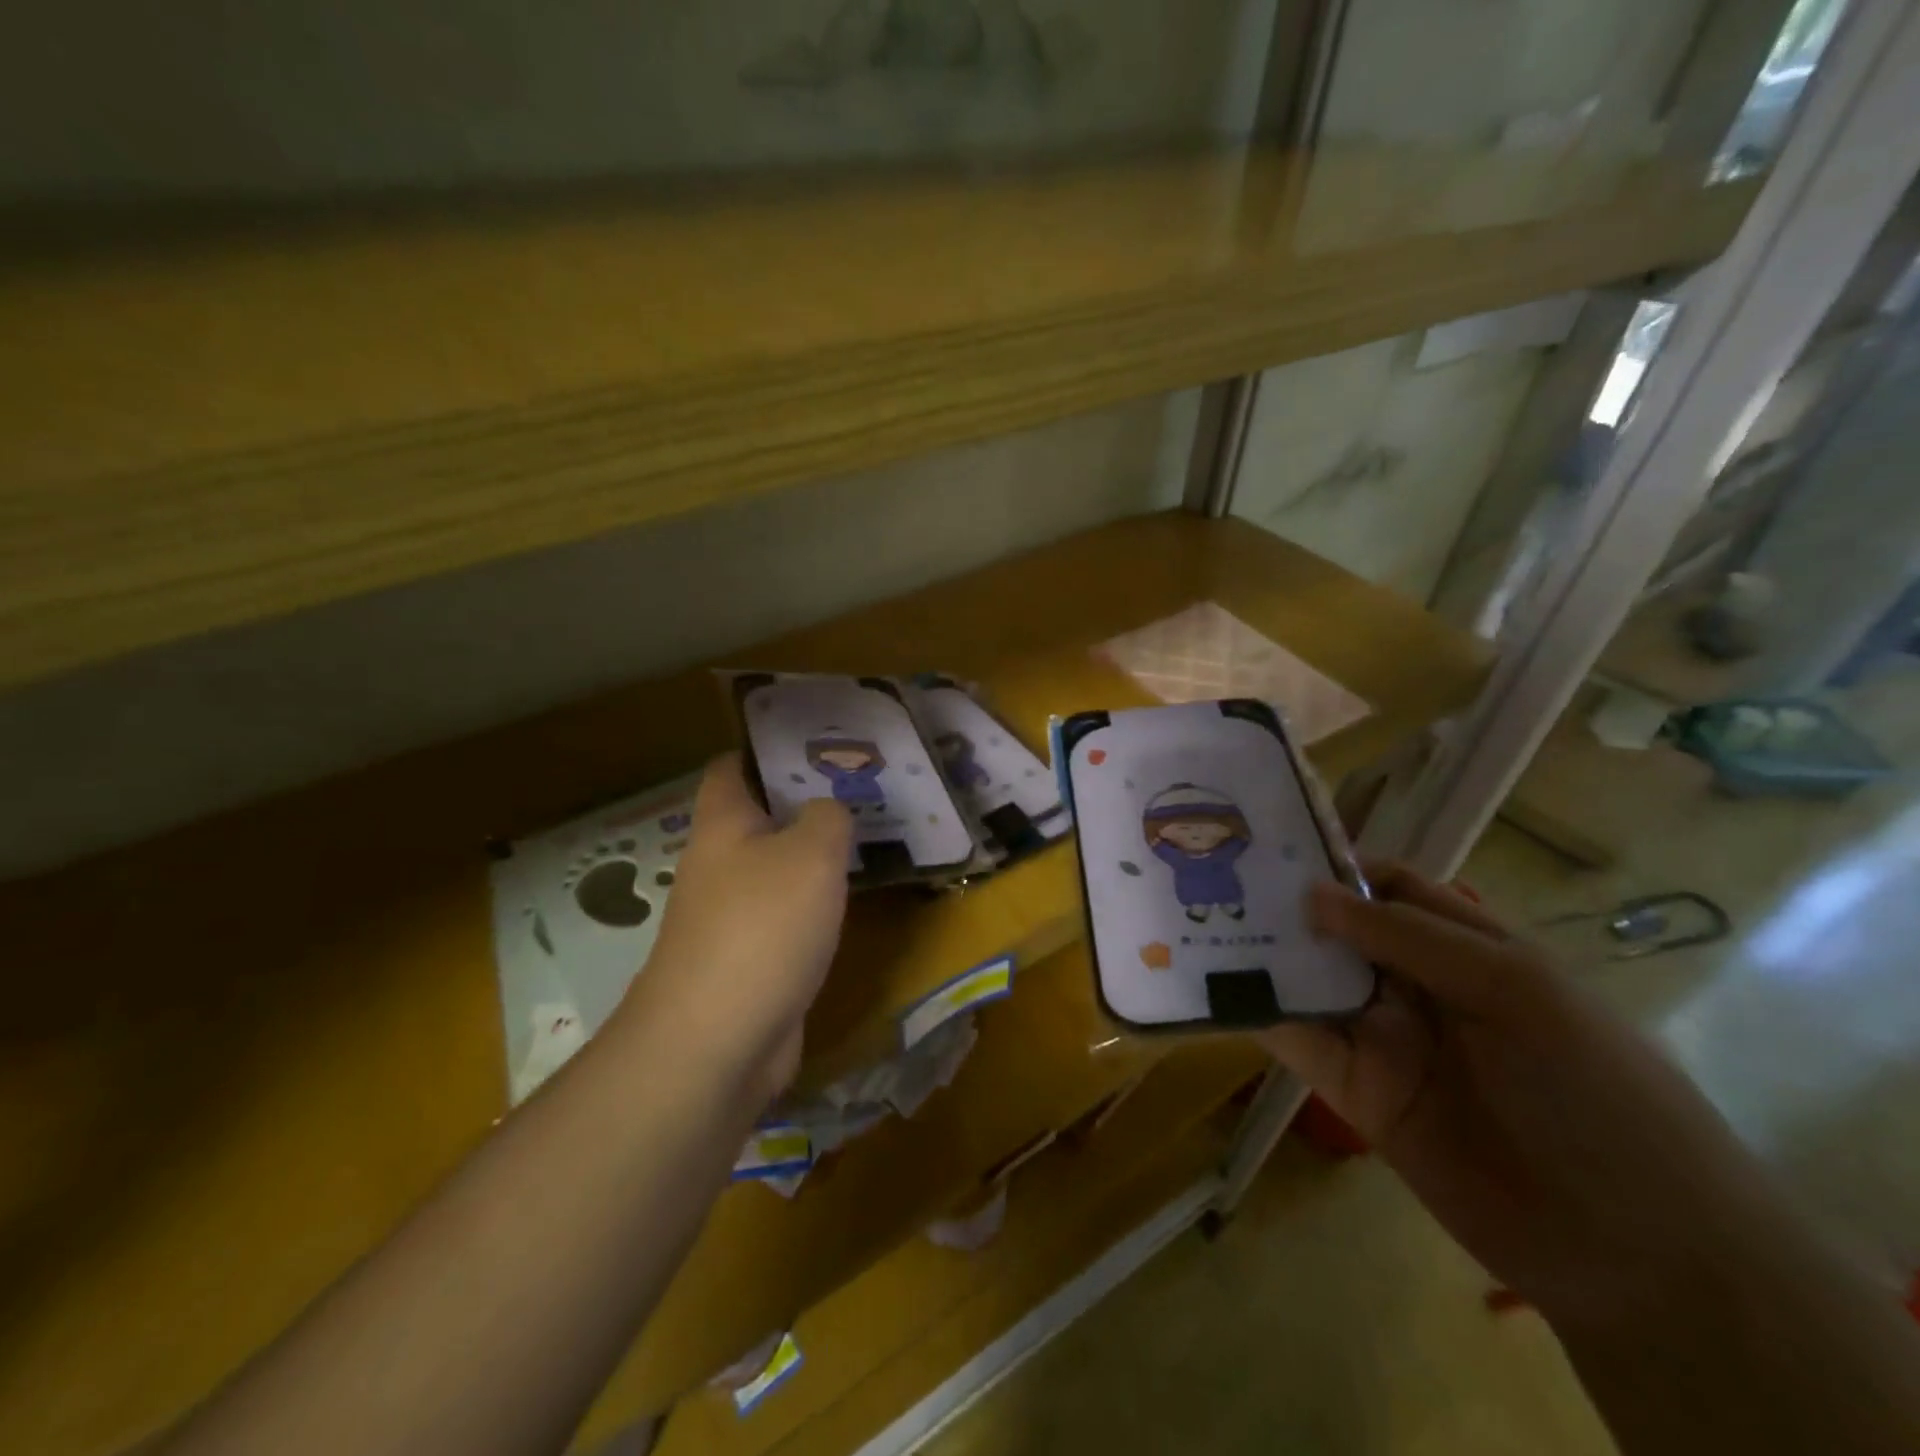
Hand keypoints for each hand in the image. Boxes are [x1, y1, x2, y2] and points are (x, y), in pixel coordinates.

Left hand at [617, 754, 852, 1102]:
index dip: (769, 748)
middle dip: (807, 800)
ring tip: (870, 834)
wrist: (717, 1043)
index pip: (733, 766)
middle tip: (863, 787)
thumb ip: (828, 817)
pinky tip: (853, 899)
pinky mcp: (752, 958)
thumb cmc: (761, 927)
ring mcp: (733, 915)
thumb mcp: (810, 853)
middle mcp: (720, 863)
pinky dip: (817, 902)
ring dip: (816, 853)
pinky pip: (788, 914)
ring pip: (779, 867)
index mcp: (723, 824)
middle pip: (761, 816)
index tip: (819, 742)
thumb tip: (829, 810)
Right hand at [1261, 863, 1800, 1330]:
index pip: (1389, 884)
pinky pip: (1297, 1040)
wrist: (1636, 1251)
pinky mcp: (1353, 1086)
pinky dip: (1256, 1012)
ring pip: (1308, 979)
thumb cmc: (1593, 1090)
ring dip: (1258, 953)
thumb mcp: (1516, 990)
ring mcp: (1381, 1035)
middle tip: (1211, 874)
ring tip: (1194, 920)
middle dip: (1282, 903)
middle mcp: (1415, 982)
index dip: (1336, 861)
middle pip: (1336, 929)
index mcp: (1464, 945)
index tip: (1270, 843)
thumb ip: (1410, 937)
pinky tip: (1210, 987)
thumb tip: (1313, 894)